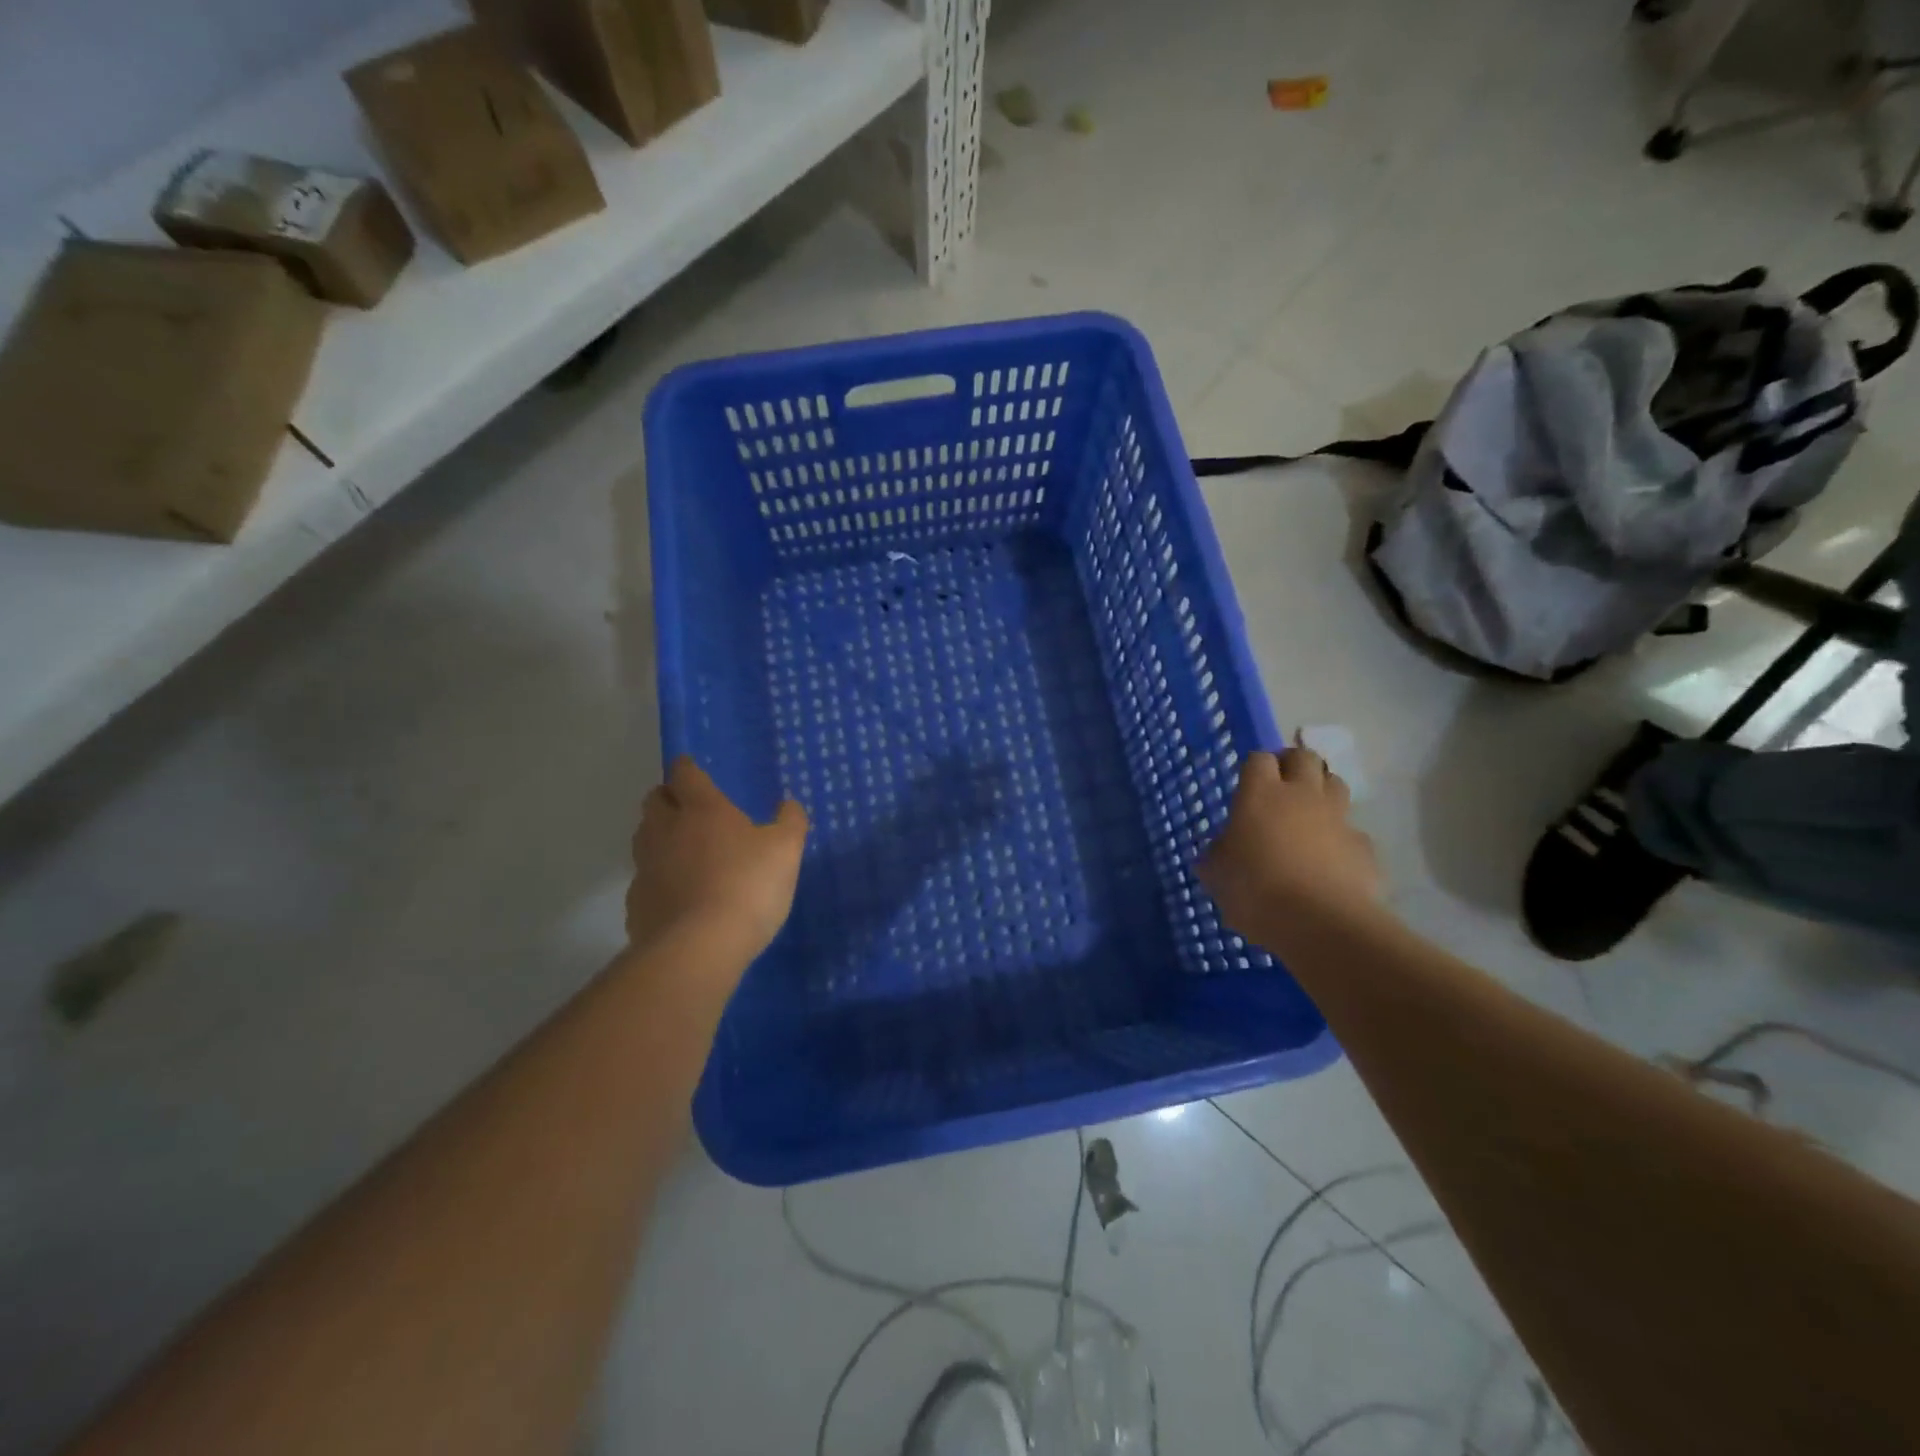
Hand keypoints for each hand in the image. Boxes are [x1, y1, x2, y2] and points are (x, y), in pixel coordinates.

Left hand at [626, 757, 807, 963]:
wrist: (698, 948)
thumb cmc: (748, 886)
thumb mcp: (786, 850)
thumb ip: (790, 822)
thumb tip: (788, 804)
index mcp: (702, 809)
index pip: (685, 774)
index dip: (688, 768)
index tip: (691, 767)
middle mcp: (666, 830)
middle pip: (654, 801)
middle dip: (668, 798)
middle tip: (688, 807)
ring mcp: (647, 867)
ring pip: (644, 839)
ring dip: (659, 836)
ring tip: (683, 850)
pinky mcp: (637, 904)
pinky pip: (645, 880)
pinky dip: (659, 880)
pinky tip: (678, 895)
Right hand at [1199, 746, 1381, 945]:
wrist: (1321, 924)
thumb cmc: (1255, 891)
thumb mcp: (1217, 875)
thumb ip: (1217, 855)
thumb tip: (1218, 850)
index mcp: (1260, 795)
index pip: (1259, 759)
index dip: (1254, 767)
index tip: (1248, 783)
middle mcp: (1302, 796)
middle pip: (1304, 758)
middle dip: (1293, 765)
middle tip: (1281, 786)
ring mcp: (1338, 819)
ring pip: (1336, 785)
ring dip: (1322, 792)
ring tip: (1308, 816)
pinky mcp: (1364, 847)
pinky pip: (1353, 832)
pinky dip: (1342, 839)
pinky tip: (1331, 862)